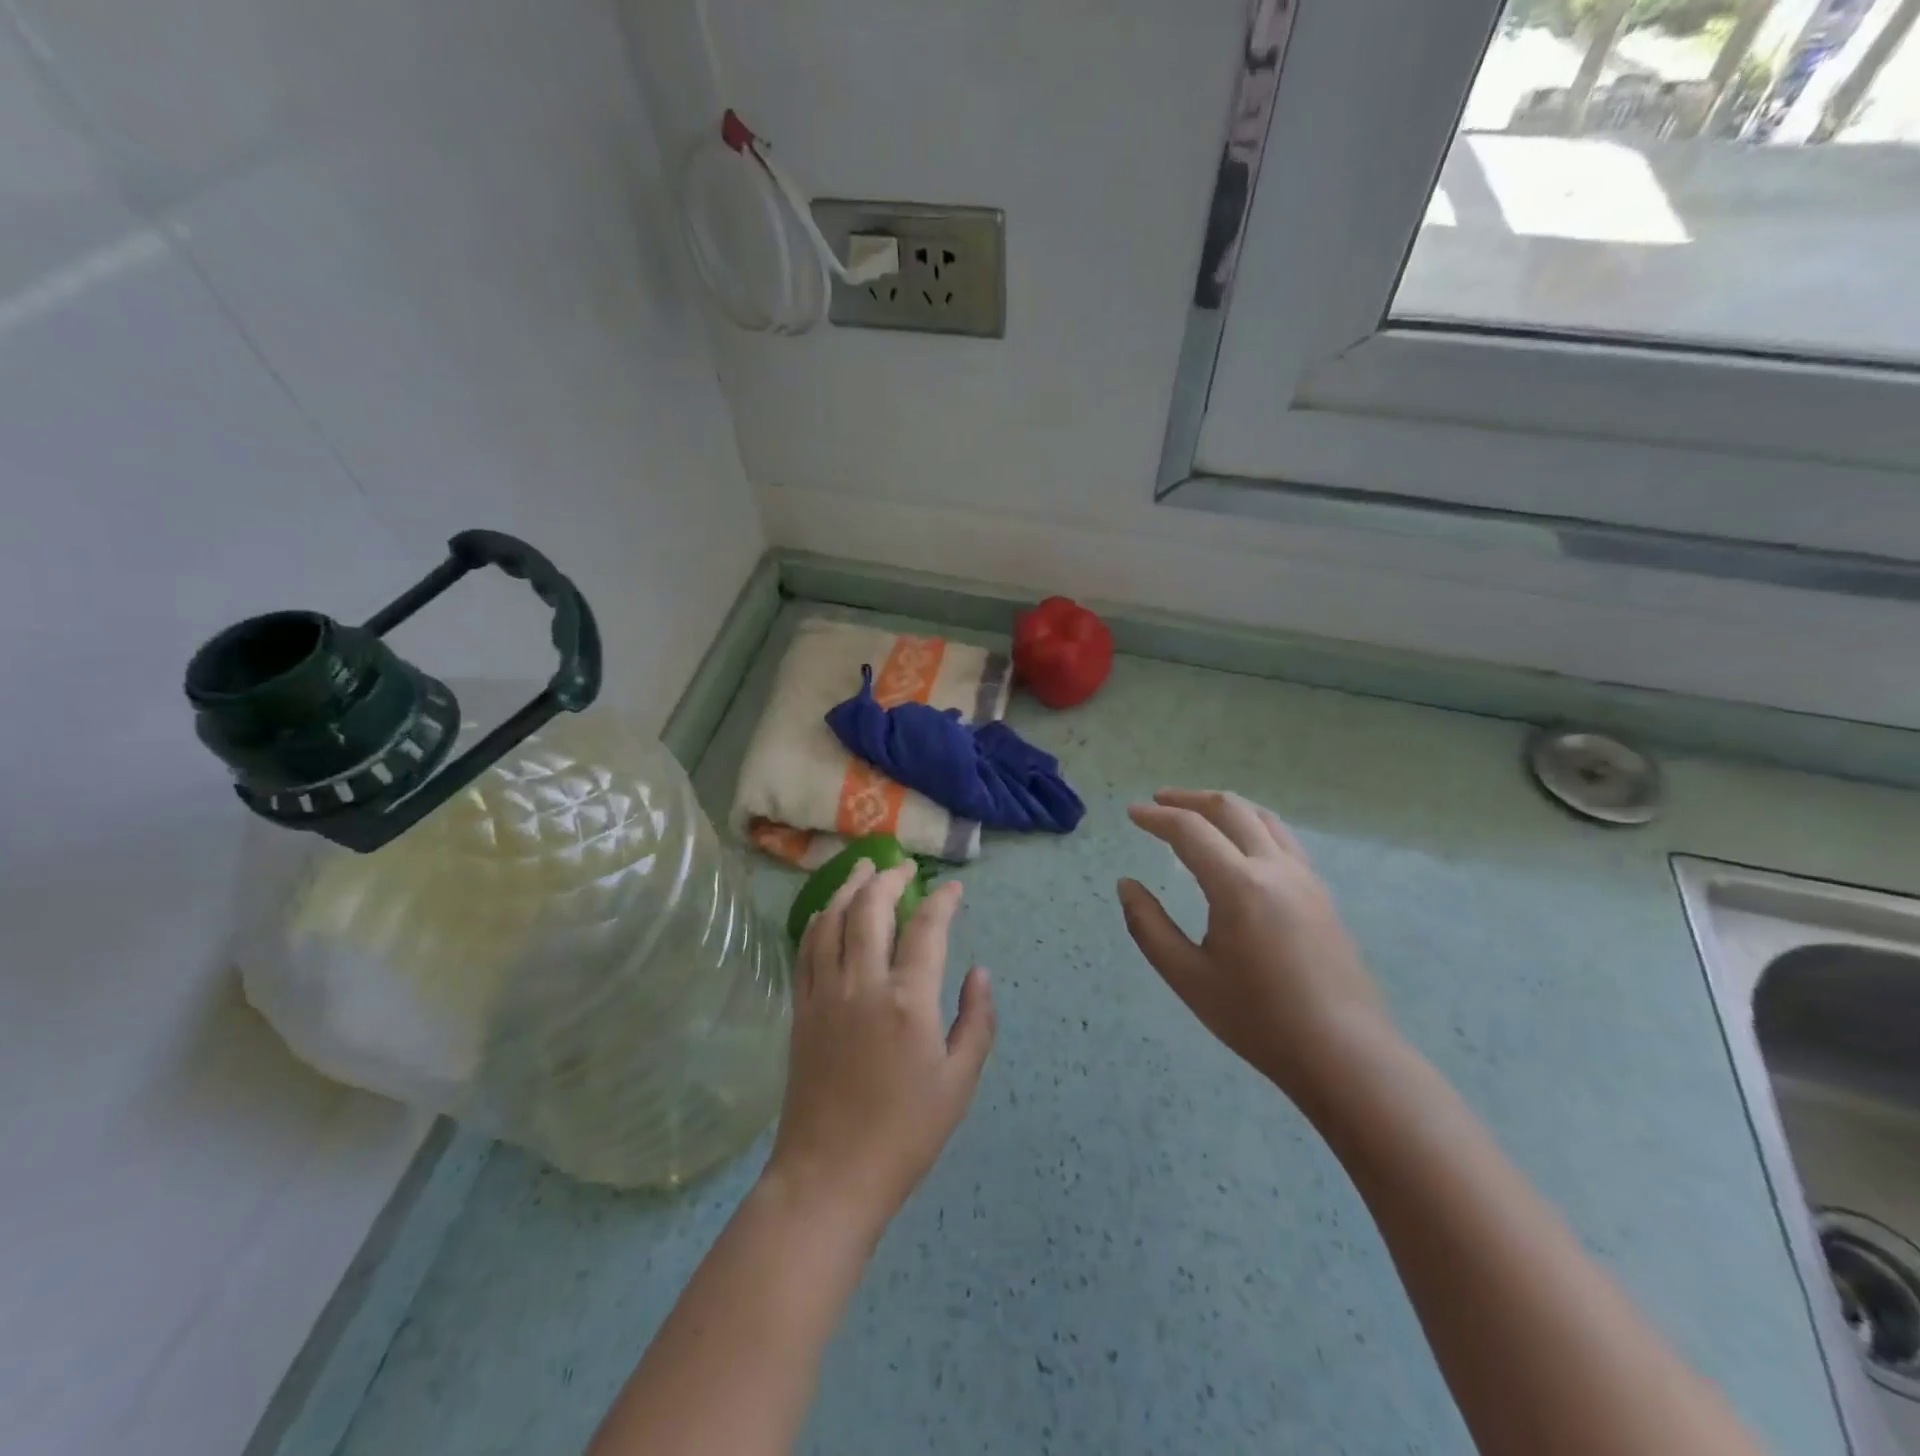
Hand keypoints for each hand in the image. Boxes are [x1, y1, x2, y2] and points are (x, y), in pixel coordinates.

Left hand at [765, 860, 995, 1242]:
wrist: (829, 1175)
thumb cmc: (905, 1134)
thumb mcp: (959, 1083)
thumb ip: (976, 1021)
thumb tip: (979, 973)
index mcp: (908, 1001)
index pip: (926, 928)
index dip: (942, 901)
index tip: (954, 889)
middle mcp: (862, 984)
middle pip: (870, 909)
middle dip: (889, 879)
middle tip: (904, 867)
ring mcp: (824, 993)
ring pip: (832, 920)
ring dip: (849, 888)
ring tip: (864, 870)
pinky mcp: (800, 1008)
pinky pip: (806, 948)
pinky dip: (820, 920)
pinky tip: (829, 912)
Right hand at [1118, 789, 1392, 1105]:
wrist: (1344, 1054)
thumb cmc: (1258, 1019)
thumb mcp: (1187, 977)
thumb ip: (1148, 926)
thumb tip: (1126, 885)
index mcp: (1238, 886)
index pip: (1190, 831)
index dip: (1156, 817)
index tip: (1131, 813)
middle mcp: (1275, 868)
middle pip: (1230, 809)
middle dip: (1189, 799)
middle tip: (1159, 802)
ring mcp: (1305, 878)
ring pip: (1262, 818)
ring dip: (1225, 807)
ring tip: (1198, 814)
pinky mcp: (1321, 894)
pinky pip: (1282, 839)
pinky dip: (1251, 826)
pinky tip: (1240, 847)